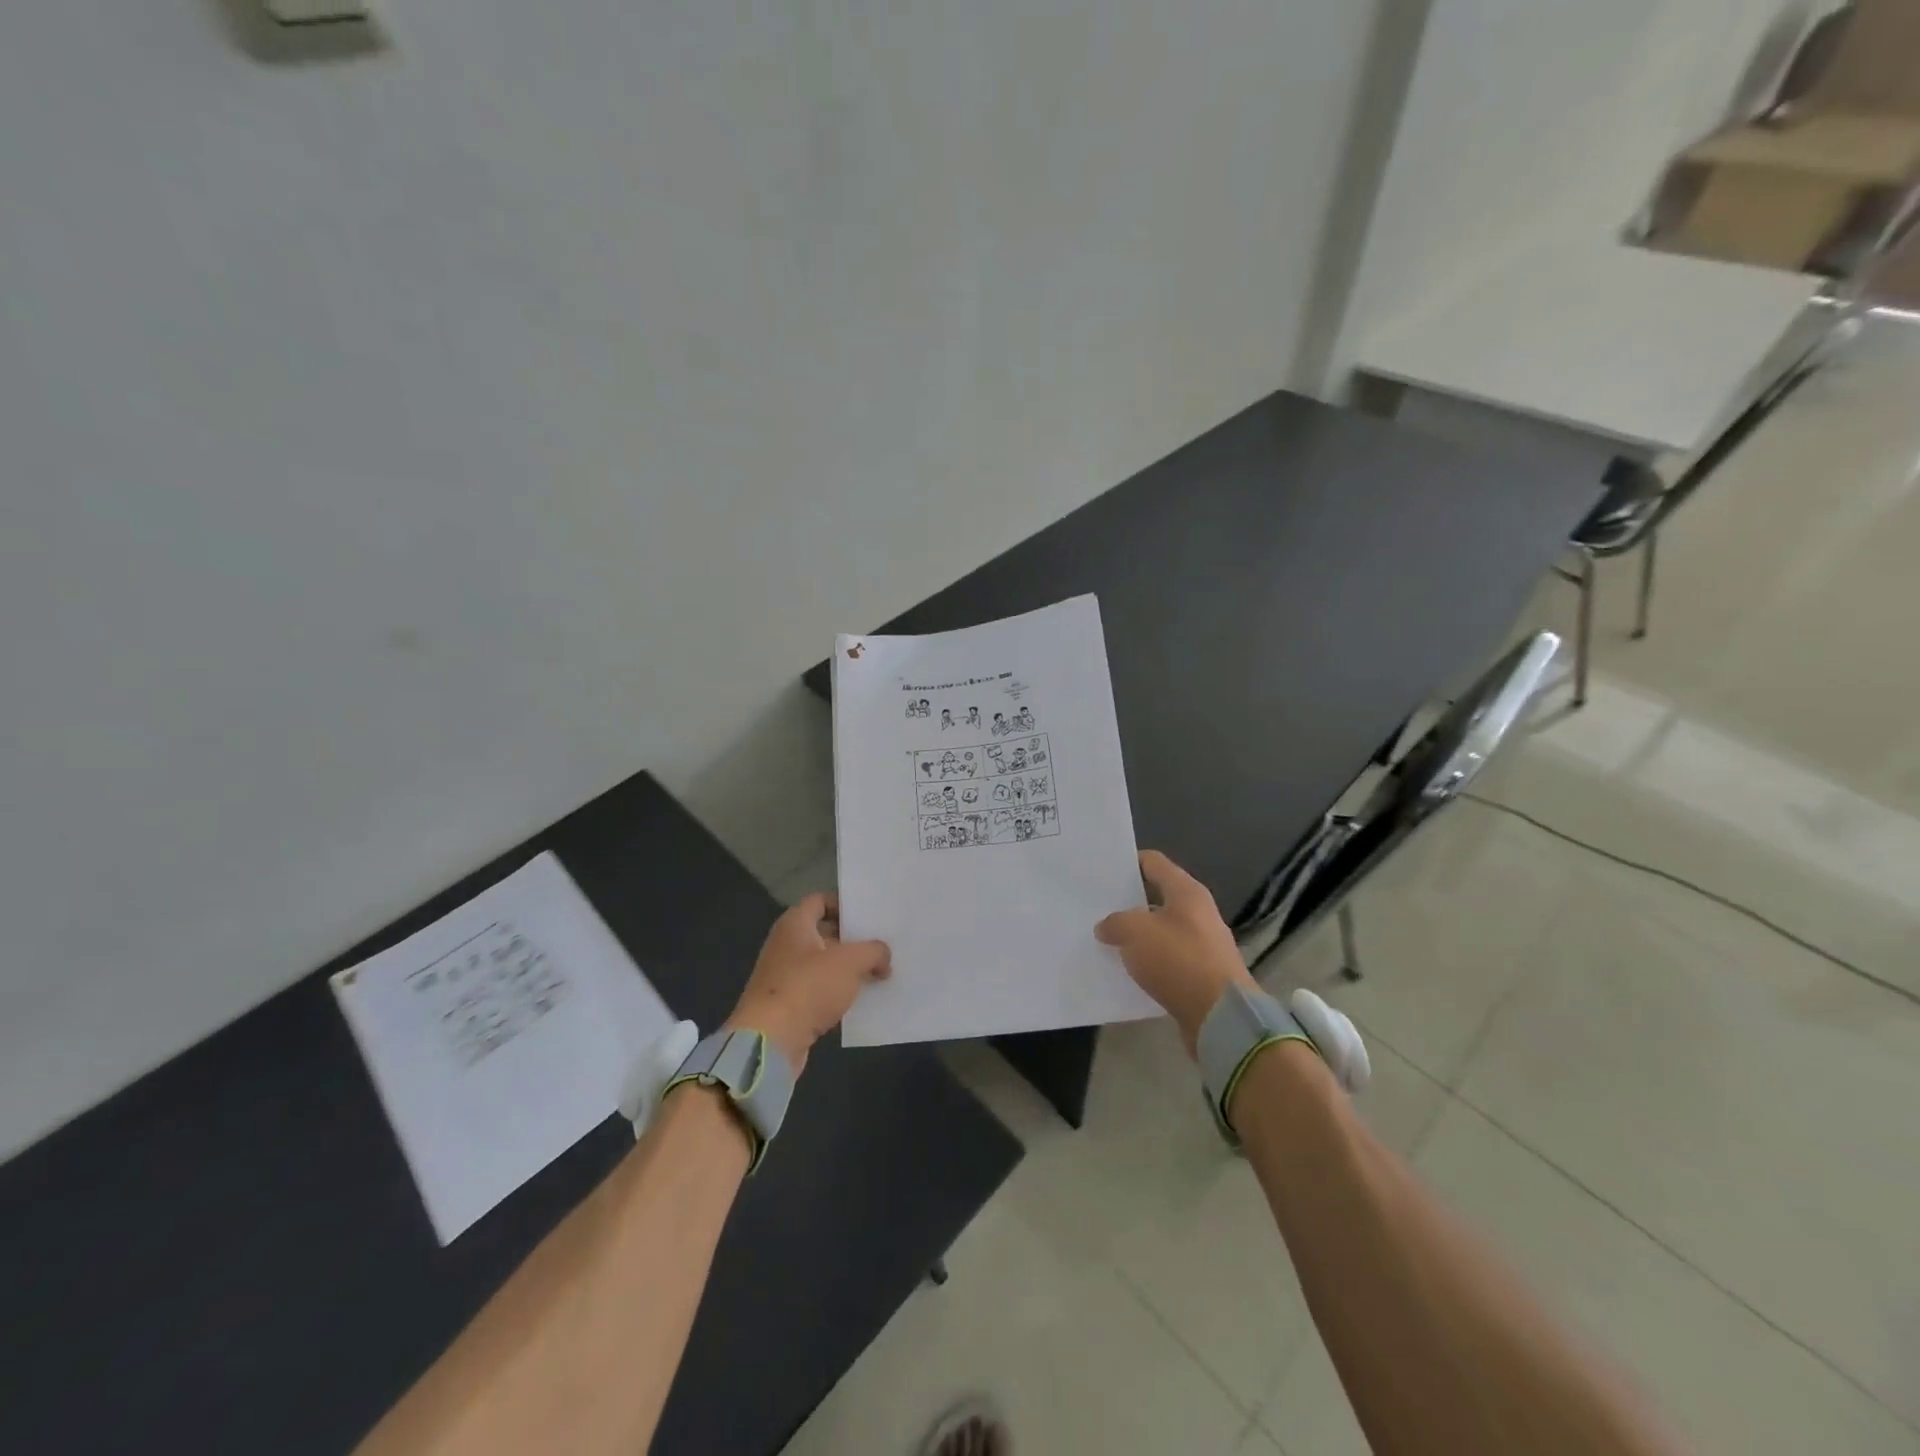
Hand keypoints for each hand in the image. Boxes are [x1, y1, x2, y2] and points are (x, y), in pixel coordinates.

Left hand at [725, 893, 890, 1072]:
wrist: (770, 1041)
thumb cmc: (808, 987)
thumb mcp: (851, 962)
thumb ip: (873, 951)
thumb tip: (884, 957)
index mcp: (794, 924)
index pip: (820, 900)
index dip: (844, 904)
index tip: (868, 916)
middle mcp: (785, 944)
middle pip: (823, 933)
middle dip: (852, 939)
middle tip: (881, 944)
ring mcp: (784, 975)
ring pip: (822, 964)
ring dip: (847, 968)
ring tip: (879, 971)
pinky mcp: (787, 1004)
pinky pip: (817, 990)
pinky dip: (837, 993)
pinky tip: (861, 1000)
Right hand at [1095, 850, 1257, 1054]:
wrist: (1221, 1017)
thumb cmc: (1179, 960)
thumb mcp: (1135, 932)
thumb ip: (1115, 922)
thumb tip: (1106, 927)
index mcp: (1187, 892)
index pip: (1154, 863)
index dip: (1128, 863)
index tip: (1103, 872)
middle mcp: (1199, 913)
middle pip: (1158, 897)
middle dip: (1129, 903)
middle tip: (1098, 908)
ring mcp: (1203, 945)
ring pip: (1162, 931)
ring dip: (1138, 937)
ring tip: (1108, 942)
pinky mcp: (1202, 975)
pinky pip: (1168, 961)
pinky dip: (1150, 963)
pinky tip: (1129, 972)